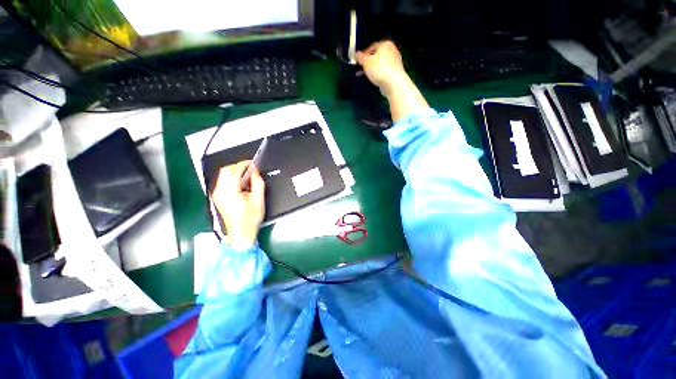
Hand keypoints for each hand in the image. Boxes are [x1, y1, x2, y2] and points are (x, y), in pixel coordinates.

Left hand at [211, 161, 265, 249]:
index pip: (235, 170)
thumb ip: (258, 182)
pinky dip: (231, 179)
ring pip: (223, 175)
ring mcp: (217, 194)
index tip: (253, 163)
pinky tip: (241, 185)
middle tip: (250, 169)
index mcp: (230, 191)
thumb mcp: (259, 200)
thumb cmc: (250, 219)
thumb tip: (255, 171)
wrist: (240, 233)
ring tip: (247, 177)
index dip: (245, 164)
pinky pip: (222, 182)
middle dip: (238, 166)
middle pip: (226, 170)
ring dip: (235, 172)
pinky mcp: (217, 197)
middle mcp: (220, 191)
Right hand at [356, 40, 408, 96]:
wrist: (393, 83)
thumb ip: (360, 57)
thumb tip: (356, 54)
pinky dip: (378, 74)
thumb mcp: (366, 62)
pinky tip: (373, 79)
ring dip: (371, 69)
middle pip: (376, 56)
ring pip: (380, 64)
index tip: (358, 62)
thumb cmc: (379, 69)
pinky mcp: (395, 72)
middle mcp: (392, 51)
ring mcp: (395, 62)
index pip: (372, 47)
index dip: (363, 54)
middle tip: (360, 70)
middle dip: (367, 63)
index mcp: (386, 44)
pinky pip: (384, 71)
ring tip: (365, 76)